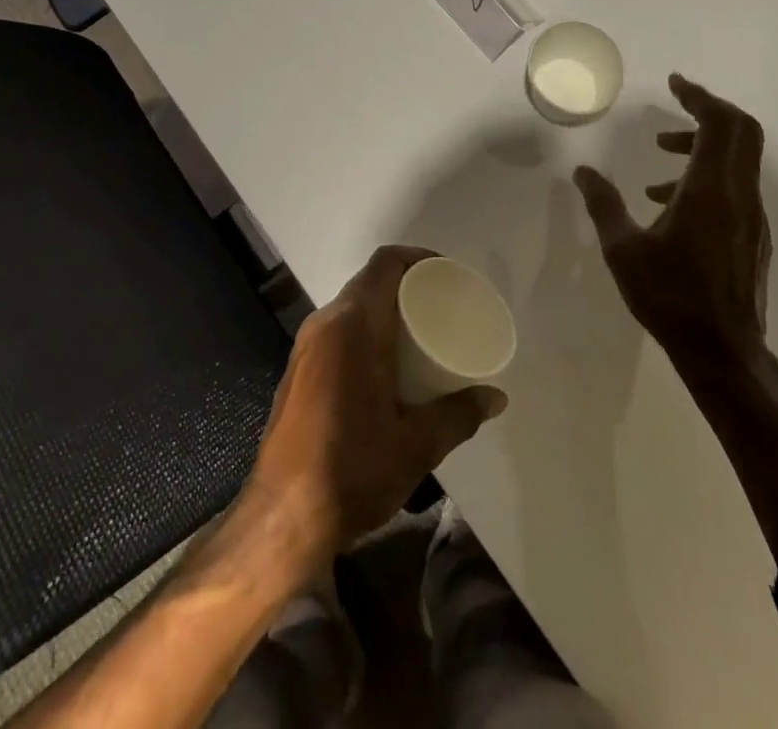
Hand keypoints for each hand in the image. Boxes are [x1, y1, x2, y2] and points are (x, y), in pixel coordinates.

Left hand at [241, 246, 507, 574]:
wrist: (281, 520)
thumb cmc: (352, 469)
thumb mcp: (417, 445)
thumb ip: (459, 414)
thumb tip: (496, 397)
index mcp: (353, 325)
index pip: (386, 264)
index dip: (418, 258)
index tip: (448, 276)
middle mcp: (325, 323)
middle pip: (369, 282)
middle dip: (407, 287)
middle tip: (443, 308)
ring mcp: (305, 347)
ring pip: (352, 308)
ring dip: (385, 311)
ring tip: (420, 336)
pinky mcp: (297, 371)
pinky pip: (338, 331)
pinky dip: (366, 332)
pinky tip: (386, 367)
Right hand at [572, 74, 771, 376]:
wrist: (724, 353)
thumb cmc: (670, 297)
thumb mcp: (623, 250)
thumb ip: (603, 204)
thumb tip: (582, 171)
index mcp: (710, 190)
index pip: (719, 123)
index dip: (699, 96)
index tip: (674, 83)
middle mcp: (739, 195)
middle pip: (741, 132)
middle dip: (707, 111)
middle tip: (673, 106)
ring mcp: (752, 216)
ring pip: (738, 159)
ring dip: (703, 144)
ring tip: (660, 156)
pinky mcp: (753, 236)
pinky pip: (735, 185)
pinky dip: (707, 173)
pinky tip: (670, 202)